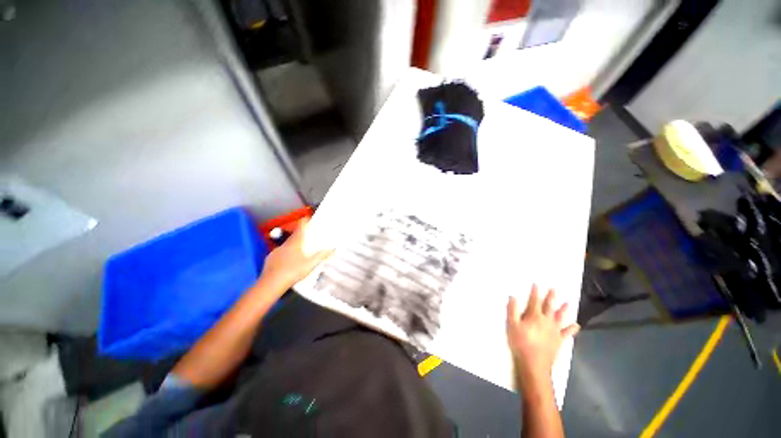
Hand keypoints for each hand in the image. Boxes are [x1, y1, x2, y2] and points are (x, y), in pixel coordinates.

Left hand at [259, 218, 333, 290]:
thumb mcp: (311, 264)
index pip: (300, 229)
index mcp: (295, 243)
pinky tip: (287, 262)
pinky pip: (279, 254)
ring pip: (286, 246)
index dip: (304, 222)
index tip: (307, 218)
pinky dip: (284, 255)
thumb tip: (333, 247)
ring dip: (292, 246)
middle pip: (293, 237)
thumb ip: (322, 255)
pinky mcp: (269, 259)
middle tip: (307, 238)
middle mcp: (285, 245)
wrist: (271, 284)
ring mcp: (276, 252)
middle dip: (300, 236)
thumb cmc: (293, 272)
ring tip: (298, 253)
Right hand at [506, 285, 579, 387]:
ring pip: (560, 317)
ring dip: (563, 309)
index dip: (535, 291)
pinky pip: (566, 333)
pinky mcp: (559, 340)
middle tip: (555, 288)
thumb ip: (512, 310)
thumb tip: (513, 296)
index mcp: (534, 316)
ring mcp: (554, 331)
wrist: (534, 363)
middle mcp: (546, 320)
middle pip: (549, 306)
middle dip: (551, 296)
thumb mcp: (511, 325)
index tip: (537, 283)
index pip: (534, 300)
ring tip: (568, 303)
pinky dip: (571, 329)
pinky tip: (576, 325)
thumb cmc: (520, 342)